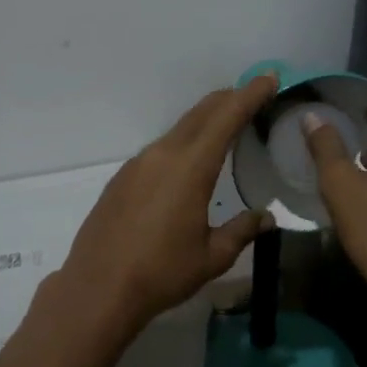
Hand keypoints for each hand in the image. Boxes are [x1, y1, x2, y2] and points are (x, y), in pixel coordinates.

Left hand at [57, 75, 279, 328]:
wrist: (97, 289)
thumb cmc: (161, 273)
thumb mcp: (212, 257)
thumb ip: (241, 230)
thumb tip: (265, 217)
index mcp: (190, 168)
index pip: (226, 118)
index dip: (249, 95)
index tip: (268, 78)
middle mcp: (162, 155)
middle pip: (200, 114)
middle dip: (228, 100)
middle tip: (252, 94)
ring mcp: (137, 164)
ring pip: (178, 130)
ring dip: (204, 121)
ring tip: (225, 126)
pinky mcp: (121, 178)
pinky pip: (159, 149)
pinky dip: (182, 143)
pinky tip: (187, 162)